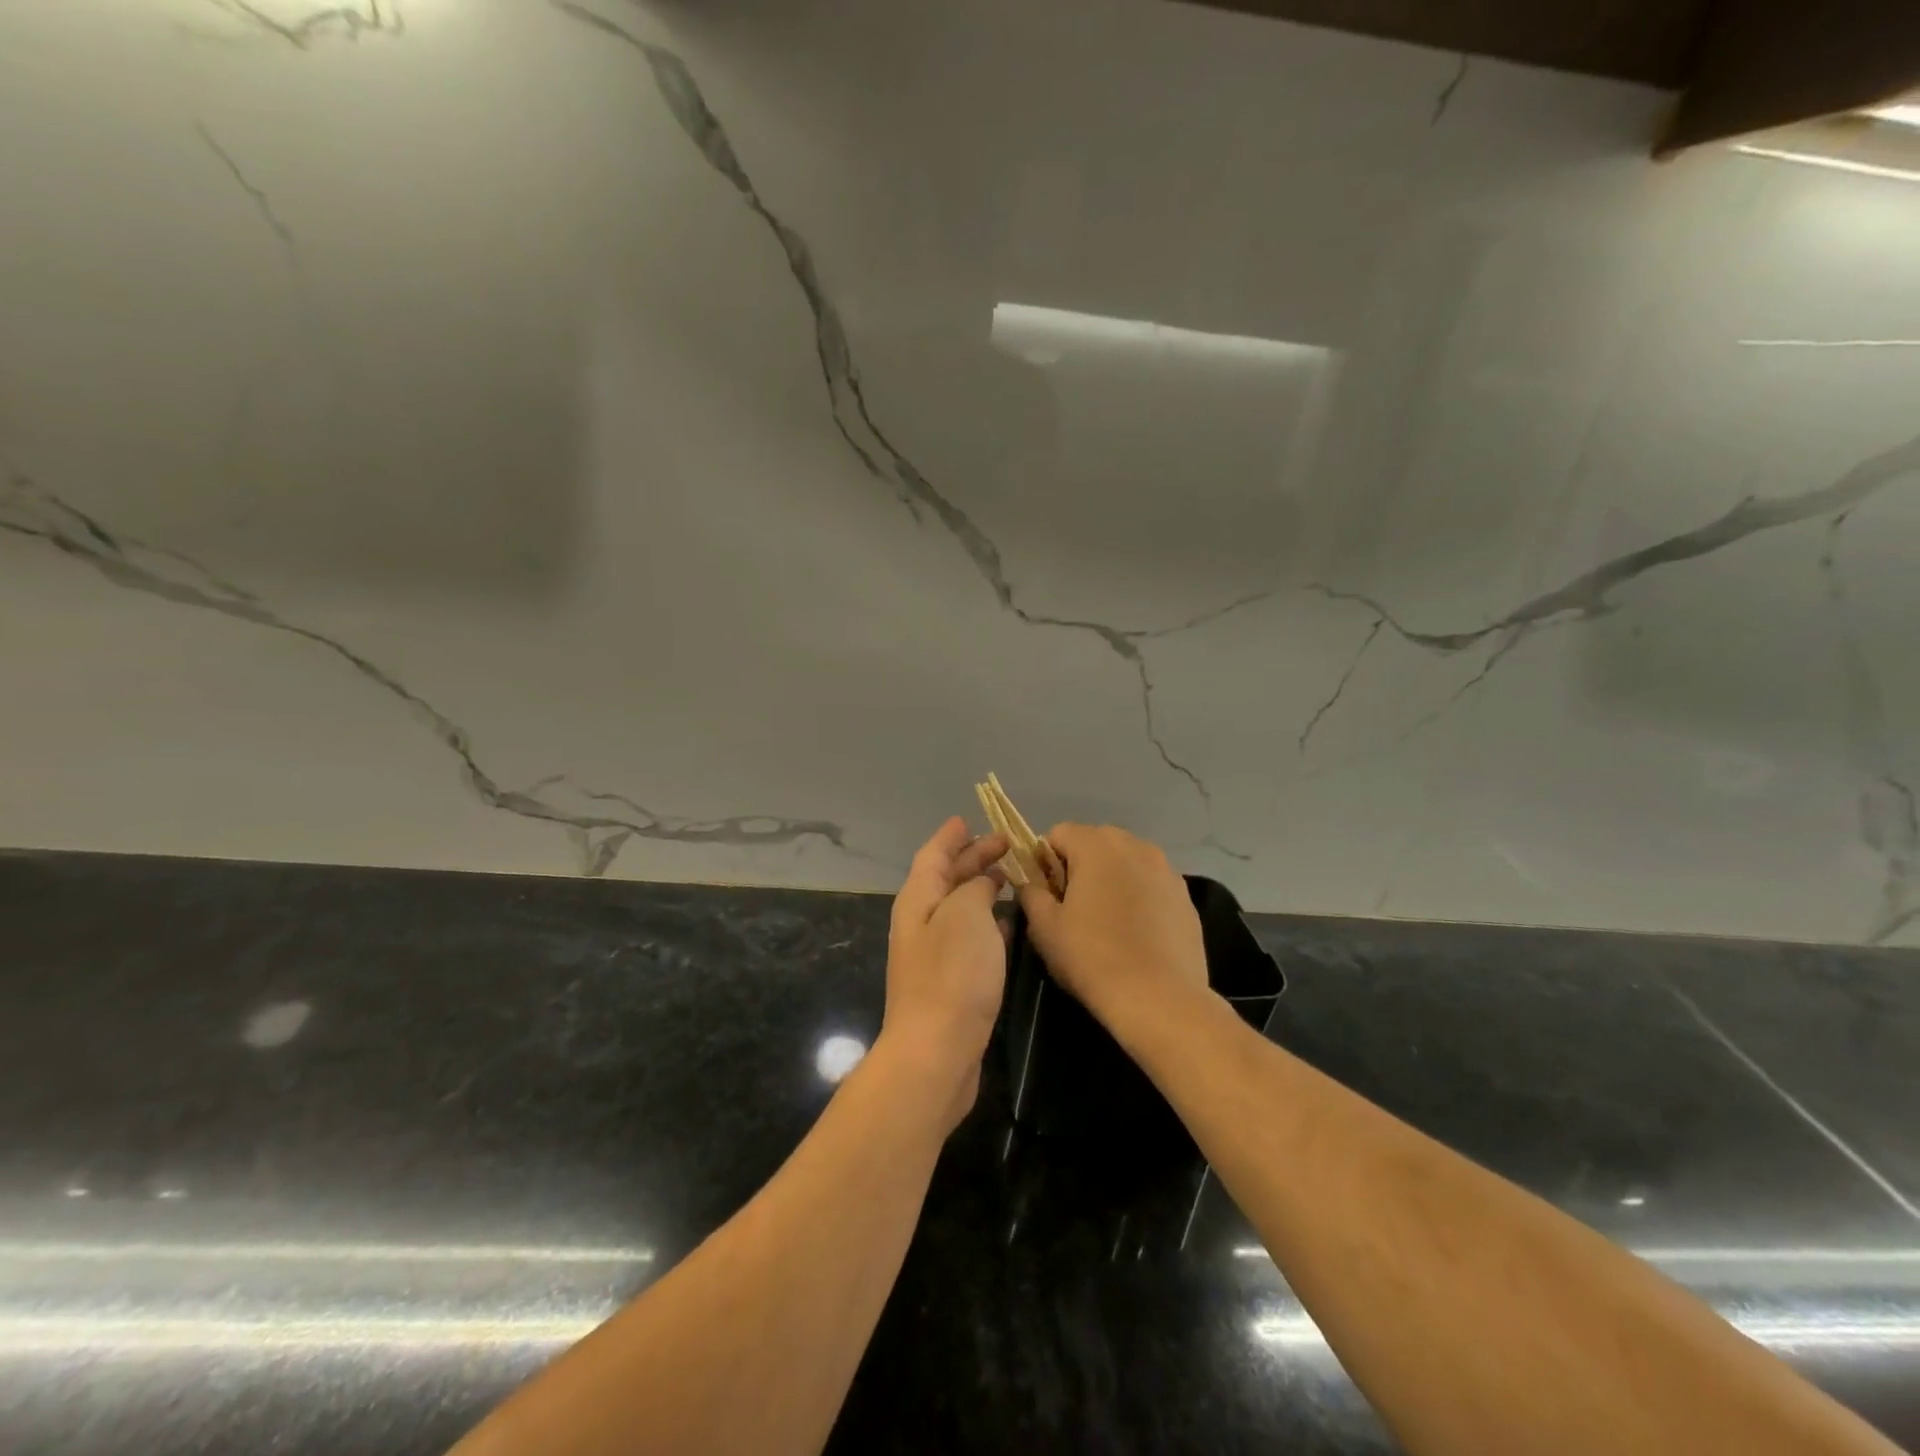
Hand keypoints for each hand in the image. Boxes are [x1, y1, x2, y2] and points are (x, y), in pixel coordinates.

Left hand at [877, 817, 1010, 1133]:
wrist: (936, 1052)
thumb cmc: (952, 975)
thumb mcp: (966, 915)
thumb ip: (975, 888)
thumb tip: (981, 883)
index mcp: (918, 899)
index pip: (933, 855)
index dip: (951, 836)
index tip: (970, 819)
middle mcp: (921, 921)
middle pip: (946, 878)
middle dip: (973, 858)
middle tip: (1007, 844)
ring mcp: (933, 953)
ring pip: (959, 907)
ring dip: (981, 889)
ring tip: (1011, 876)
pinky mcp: (949, 981)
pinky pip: (968, 936)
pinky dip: (987, 921)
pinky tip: (1007, 923)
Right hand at [1016, 824, 1208, 1029]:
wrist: (1160, 999)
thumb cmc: (1092, 957)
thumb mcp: (1044, 927)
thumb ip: (1032, 892)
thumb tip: (1033, 882)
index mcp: (1097, 845)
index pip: (1058, 834)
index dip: (1045, 861)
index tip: (1047, 895)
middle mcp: (1135, 845)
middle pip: (1095, 843)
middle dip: (1079, 868)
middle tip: (1073, 910)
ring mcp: (1166, 870)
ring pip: (1126, 863)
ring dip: (1111, 881)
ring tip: (1107, 924)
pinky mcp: (1185, 896)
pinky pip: (1150, 885)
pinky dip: (1139, 898)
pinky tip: (1136, 935)